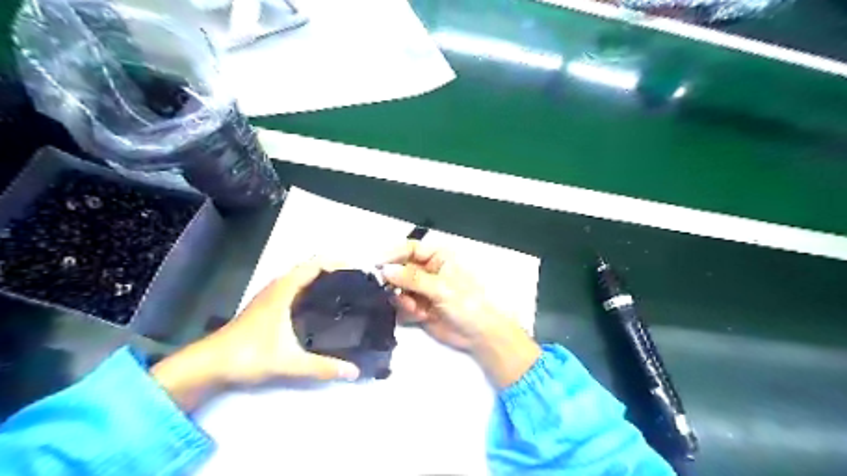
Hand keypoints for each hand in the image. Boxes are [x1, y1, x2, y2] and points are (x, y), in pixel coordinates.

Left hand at [153, 258, 360, 410]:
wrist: (209, 364)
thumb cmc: (247, 355)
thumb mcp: (289, 362)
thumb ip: (322, 367)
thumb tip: (354, 371)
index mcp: (284, 290)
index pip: (315, 265)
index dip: (338, 263)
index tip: (359, 271)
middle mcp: (279, 286)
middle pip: (311, 267)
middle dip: (334, 270)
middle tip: (357, 283)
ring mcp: (271, 295)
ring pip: (302, 277)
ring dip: (322, 278)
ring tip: (345, 291)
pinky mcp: (268, 305)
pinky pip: (296, 287)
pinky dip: (311, 288)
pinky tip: (320, 305)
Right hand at [381, 240, 537, 388]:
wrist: (479, 334)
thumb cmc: (467, 303)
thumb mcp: (441, 288)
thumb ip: (412, 279)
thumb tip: (385, 270)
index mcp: (437, 257)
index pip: (409, 249)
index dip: (392, 254)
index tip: (377, 264)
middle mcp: (427, 271)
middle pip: (399, 269)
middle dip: (394, 281)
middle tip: (388, 290)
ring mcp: (421, 290)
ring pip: (398, 289)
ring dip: (402, 298)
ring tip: (414, 308)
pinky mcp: (418, 307)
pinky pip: (401, 305)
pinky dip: (407, 311)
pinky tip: (420, 316)